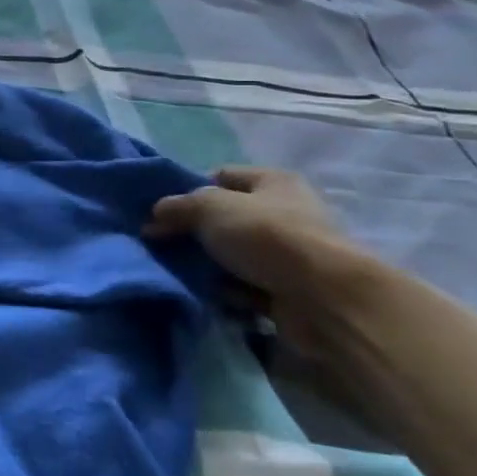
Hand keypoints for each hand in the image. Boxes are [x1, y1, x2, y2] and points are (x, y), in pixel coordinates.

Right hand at [144, 167, 344, 296]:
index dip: (189, 190)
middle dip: (193, 233)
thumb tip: (154, 218)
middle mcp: (284, 213)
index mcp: (273, 182)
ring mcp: (288, 255)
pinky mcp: (289, 290)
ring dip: (207, 266)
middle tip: (161, 244)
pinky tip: (210, 296)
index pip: (220, 176)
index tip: (163, 212)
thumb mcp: (208, 207)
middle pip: (224, 219)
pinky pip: (244, 287)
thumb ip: (176, 207)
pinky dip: (226, 293)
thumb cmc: (266, 236)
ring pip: (231, 256)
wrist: (323, 299)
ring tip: (180, 273)